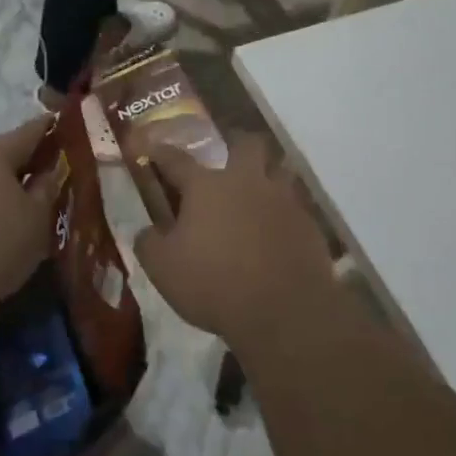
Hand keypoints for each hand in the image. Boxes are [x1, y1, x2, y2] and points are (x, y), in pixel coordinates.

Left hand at [0, 117, 55, 312]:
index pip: (28, 132)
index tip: (67, 125)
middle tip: (54, 170)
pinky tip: (2, 216)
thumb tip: (50, 168)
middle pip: (3, 152)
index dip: (50, 128)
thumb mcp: (37, 216)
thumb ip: (47, 186)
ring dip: (7, 182)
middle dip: (29, 159)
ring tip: (30, 197)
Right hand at [132, 135, 335, 344]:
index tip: (151, 145)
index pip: (177, 160)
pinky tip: (277, 231)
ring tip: (257, 193)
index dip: (161, 151)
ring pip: (279, 170)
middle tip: (228, 159)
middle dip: (236, 145)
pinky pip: (295, 206)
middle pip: (246, 144)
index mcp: (206, 187)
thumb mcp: (162, 268)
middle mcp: (246, 182)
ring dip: (267, 175)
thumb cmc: (213, 283)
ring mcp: (282, 200)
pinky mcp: (308, 224)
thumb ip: (149, 243)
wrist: (284, 311)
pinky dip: (284, 213)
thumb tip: (147, 231)